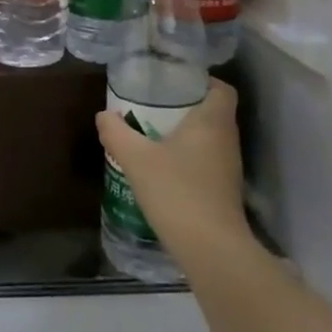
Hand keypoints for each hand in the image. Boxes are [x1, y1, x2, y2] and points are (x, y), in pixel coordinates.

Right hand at [97, 80, 253, 266]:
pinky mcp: (224, 191)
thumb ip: (117, 132)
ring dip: (186, 133)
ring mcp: (229, 168)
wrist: (210, 250)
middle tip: (154, 103)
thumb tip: (103, 115)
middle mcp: (227, 139)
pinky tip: (163, 166)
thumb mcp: (136, 158)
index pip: (221, 88)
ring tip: (153, 132)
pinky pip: (207, 160)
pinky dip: (189, 157)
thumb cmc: (176, 191)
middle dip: (186, 105)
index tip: (174, 81)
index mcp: (212, 121)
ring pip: (210, 137)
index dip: (202, 81)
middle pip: (213, 111)